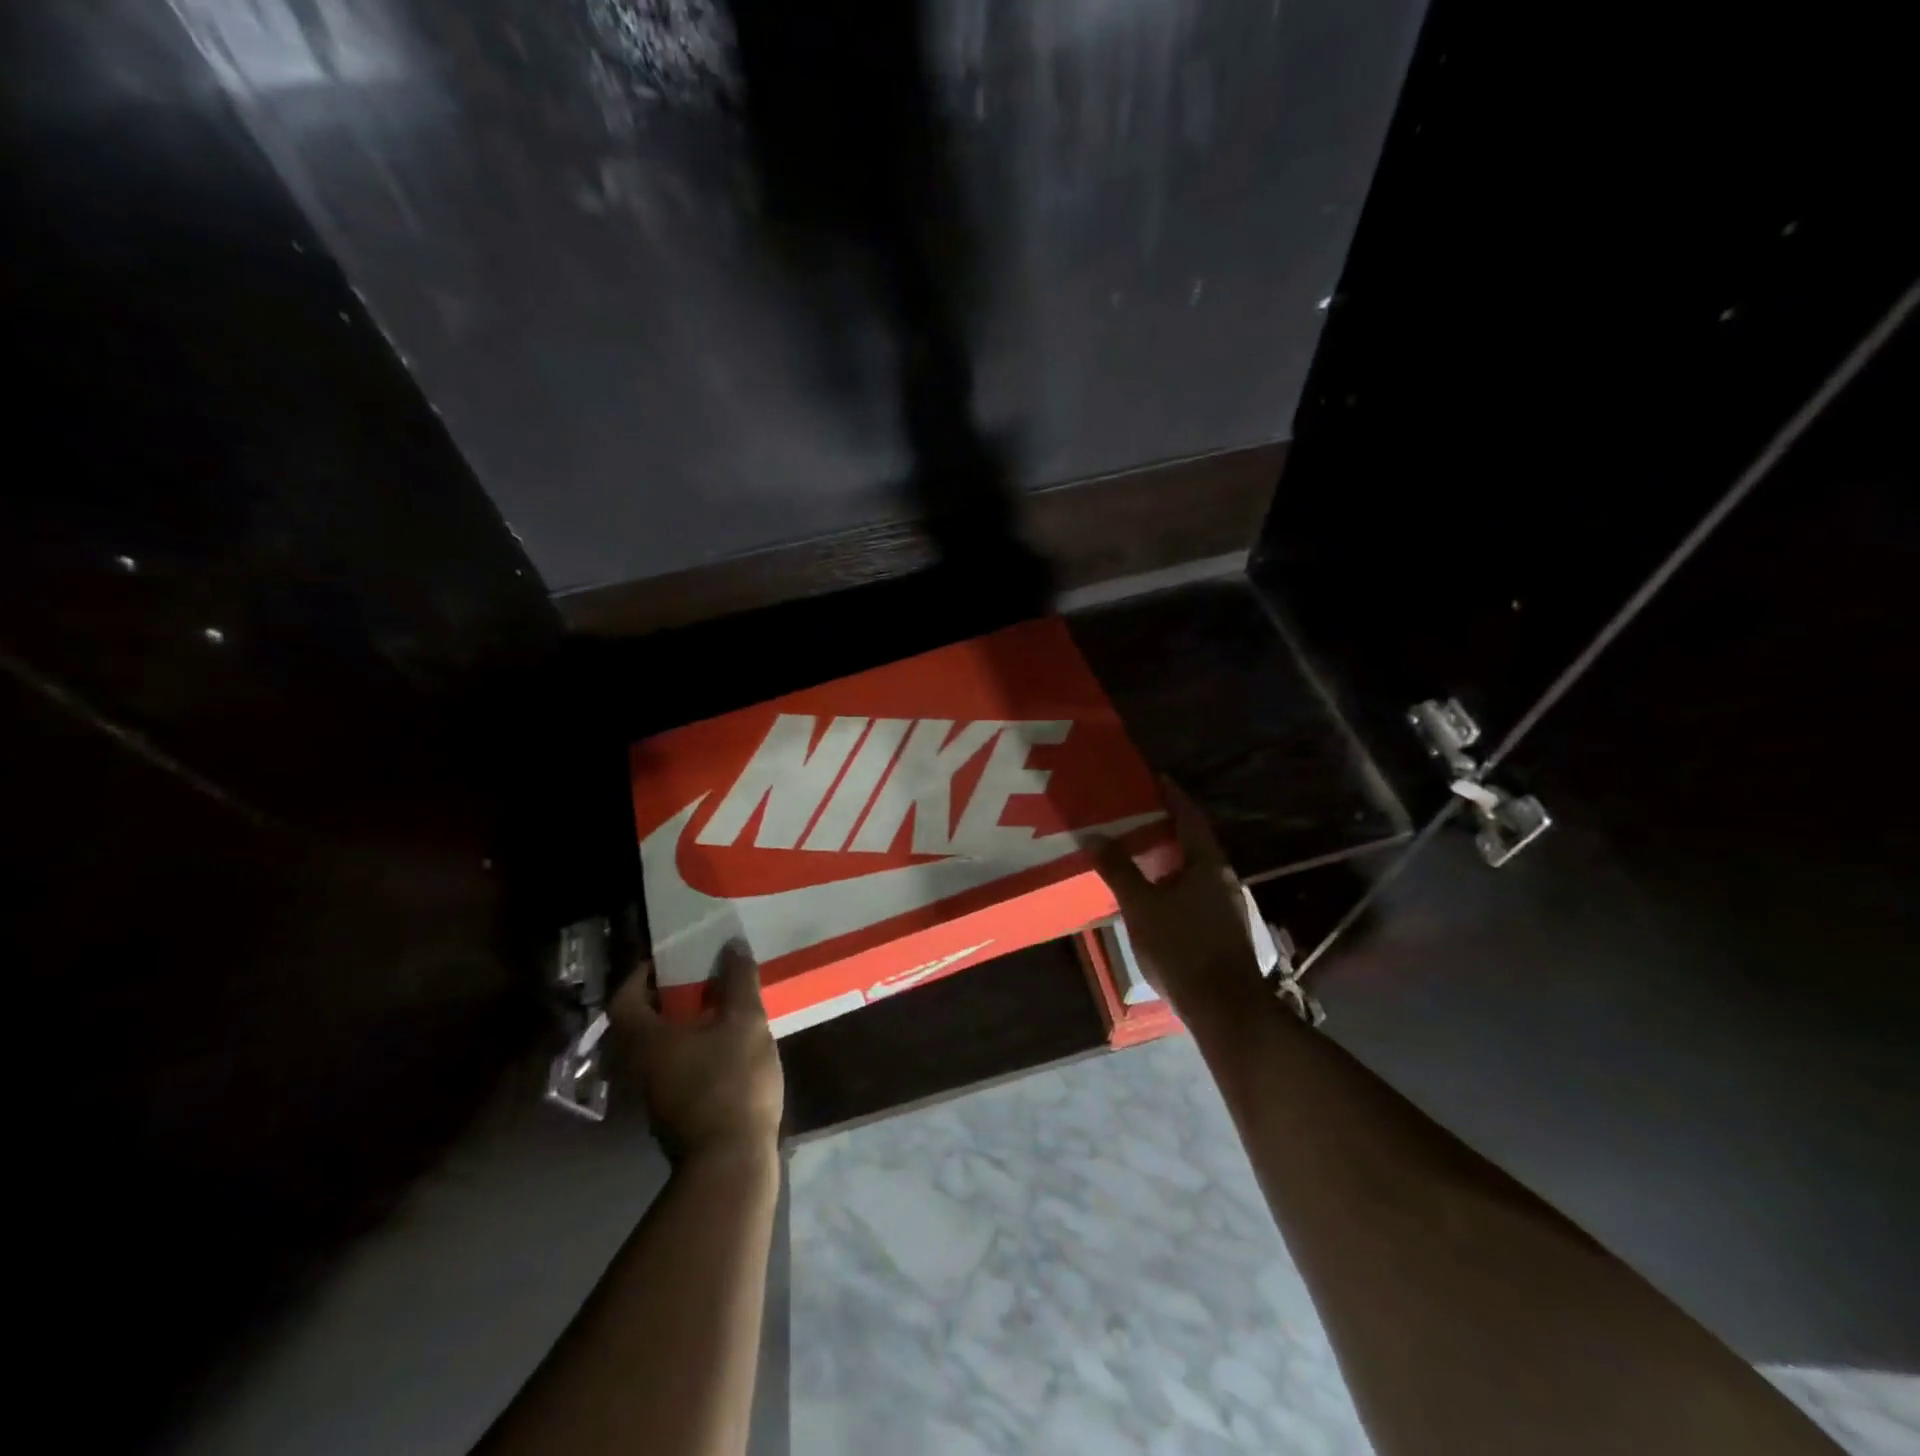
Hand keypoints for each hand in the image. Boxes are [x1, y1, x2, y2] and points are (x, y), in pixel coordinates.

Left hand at [611, 942, 784, 1163]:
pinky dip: (696, 1051)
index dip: (640, 976)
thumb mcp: (744, 1021)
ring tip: (722, 1008)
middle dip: (669, 998)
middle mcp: (641, 1068)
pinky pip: (679, 1069)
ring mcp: (657, 1097)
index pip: (624, 1000)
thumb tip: (730, 945)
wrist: (731, 1163)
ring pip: (662, 1049)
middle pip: (643, 1024)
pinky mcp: (677, 1116)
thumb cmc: (731, 1082)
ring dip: (684, 1026)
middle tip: (702, 979)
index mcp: (647, 1041)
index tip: (666, 960)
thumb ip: (738, 980)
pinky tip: (728, 1048)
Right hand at [1088, 778, 1266, 1022]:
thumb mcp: (1142, 906)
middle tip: (1137, 812)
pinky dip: (1174, 878)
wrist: (1224, 1007)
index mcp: (1206, 863)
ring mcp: (1225, 903)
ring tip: (1139, 848)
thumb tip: (1095, 835)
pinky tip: (1154, 891)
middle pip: (1194, 840)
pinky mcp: (1222, 927)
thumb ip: (1118, 869)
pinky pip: (1195, 888)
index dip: (1173, 795)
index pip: (1189, 817)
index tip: (1156, 778)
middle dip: (1168, 824)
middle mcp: (1221, 877)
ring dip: (1170, 854)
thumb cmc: (1182, 948)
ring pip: (1194, 867)